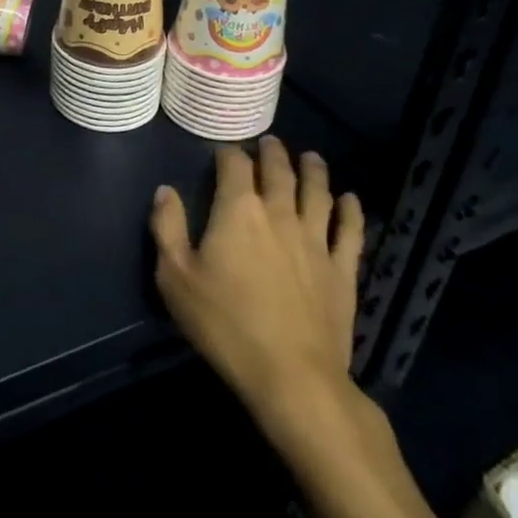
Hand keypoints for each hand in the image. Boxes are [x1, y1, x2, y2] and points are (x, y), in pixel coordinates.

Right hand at [151, 138, 365, 430]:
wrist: (291, 375)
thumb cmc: (224, 323)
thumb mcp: (175, 276)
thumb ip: (167, 227)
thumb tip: (165, 190)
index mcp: (238, 210)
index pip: (234, 166)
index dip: (228, 153)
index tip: (223, 152)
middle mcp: (280, 213)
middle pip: (279, 171)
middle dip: (273, 153)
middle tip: (270, 142)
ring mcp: (316, 240)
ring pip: (318, 192)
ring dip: (314, 170)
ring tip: (311, 157)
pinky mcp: (342, 269)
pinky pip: (350, 231)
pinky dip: (352, 210)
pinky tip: (350, 199)